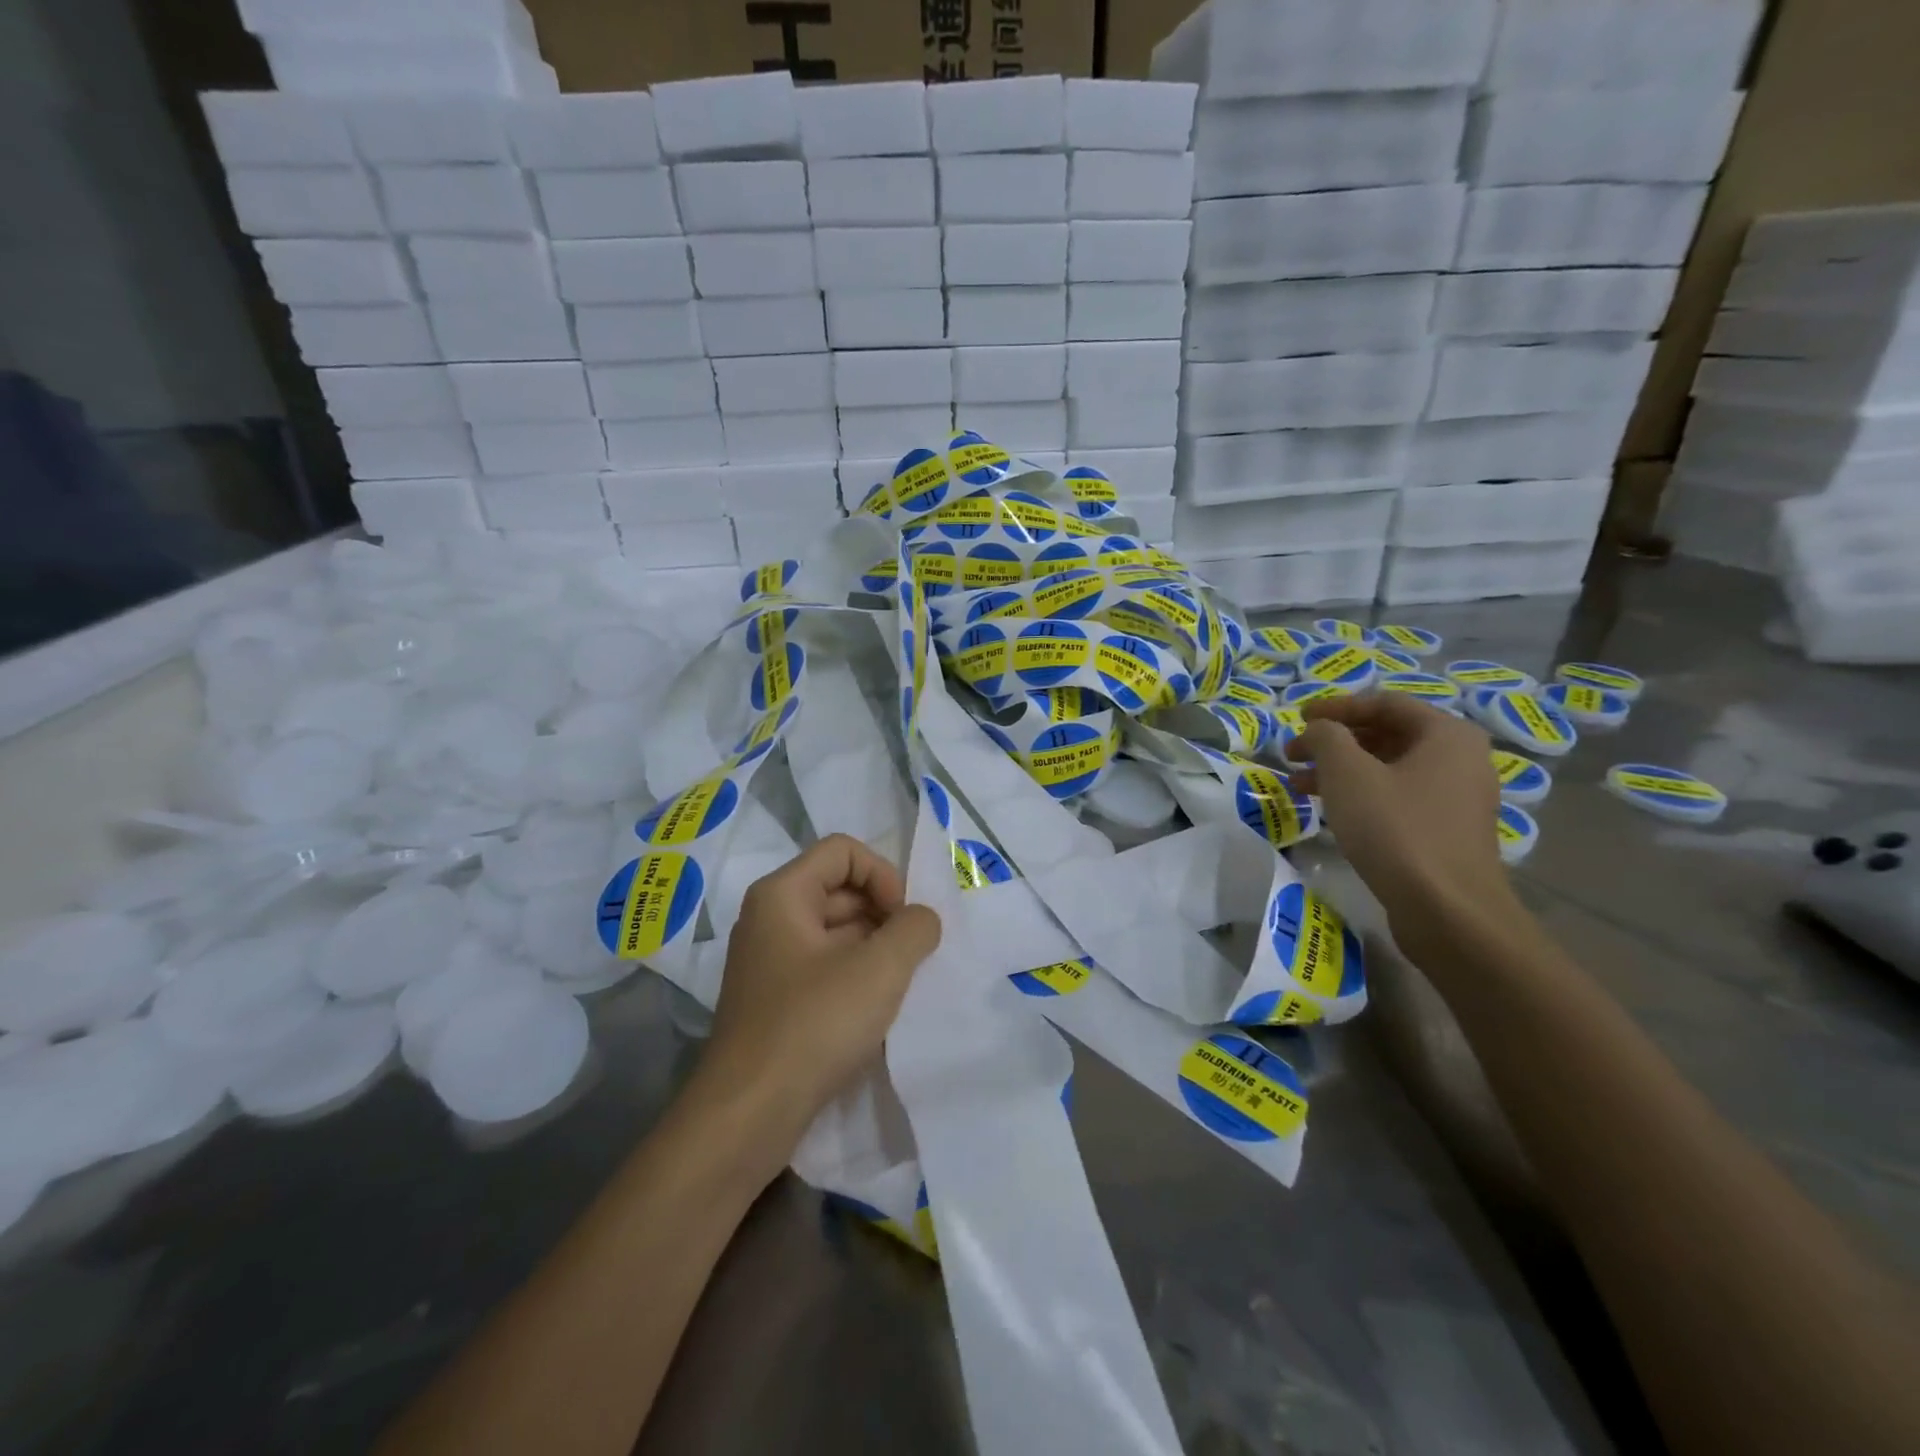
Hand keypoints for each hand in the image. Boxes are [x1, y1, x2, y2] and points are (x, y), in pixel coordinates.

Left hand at [703, 835, 940, 1144]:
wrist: (747, 1115)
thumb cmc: (813, 1025)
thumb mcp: (880, 968)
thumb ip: (914, 928)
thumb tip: (921, 920)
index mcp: (783, 894)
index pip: (844, 851)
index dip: (884, 874)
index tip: (904, 920)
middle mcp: (770, 917)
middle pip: (839, 888)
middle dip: (884, 912)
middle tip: (912, 954)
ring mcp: (769, 960)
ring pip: (835, 930)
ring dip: (874, 946)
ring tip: (901, 983)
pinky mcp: (775, 999)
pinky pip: (824, 965)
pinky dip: (855, 974)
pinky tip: (877, 1008)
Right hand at [1283, 693, 1516, 957]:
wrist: (1447, 910)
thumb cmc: (1395, 829)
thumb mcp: (1348, 773)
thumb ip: (1327, 737)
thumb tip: (1319, 729)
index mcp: (1446, 733)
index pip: (1384, 702)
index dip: (1335, 707)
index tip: (1297, 718)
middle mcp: (1461, 758)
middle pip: (1387, 734)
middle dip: (1335, 742)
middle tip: (1294, 755)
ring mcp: (1458, 797)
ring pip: (1390, 769)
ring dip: (1342, 771)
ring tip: (1299, 786)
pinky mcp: (1448, 831)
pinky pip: (1399, 797)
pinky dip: (1362, 795)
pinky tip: (1331, 811)